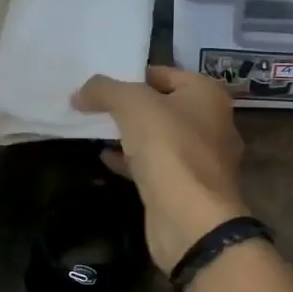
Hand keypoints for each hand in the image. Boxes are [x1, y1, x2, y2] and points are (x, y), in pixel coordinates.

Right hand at [73, 66, 249, 269]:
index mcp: (207, 95)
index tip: (99, 84)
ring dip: (130, 135)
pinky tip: (106, 159)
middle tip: (93, 106)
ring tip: (95, 130)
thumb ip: (105, 90)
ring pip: (160, 138)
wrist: (191, 218)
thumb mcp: (132, 105)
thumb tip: (81, 93)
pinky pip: (157, 166)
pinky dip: (133, 161)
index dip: (131, 76)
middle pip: (163, 106)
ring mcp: (202, 160)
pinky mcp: (188, 188)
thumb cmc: (169, 147)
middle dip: (130, 107)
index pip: (165, 73)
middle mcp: (212, 123)